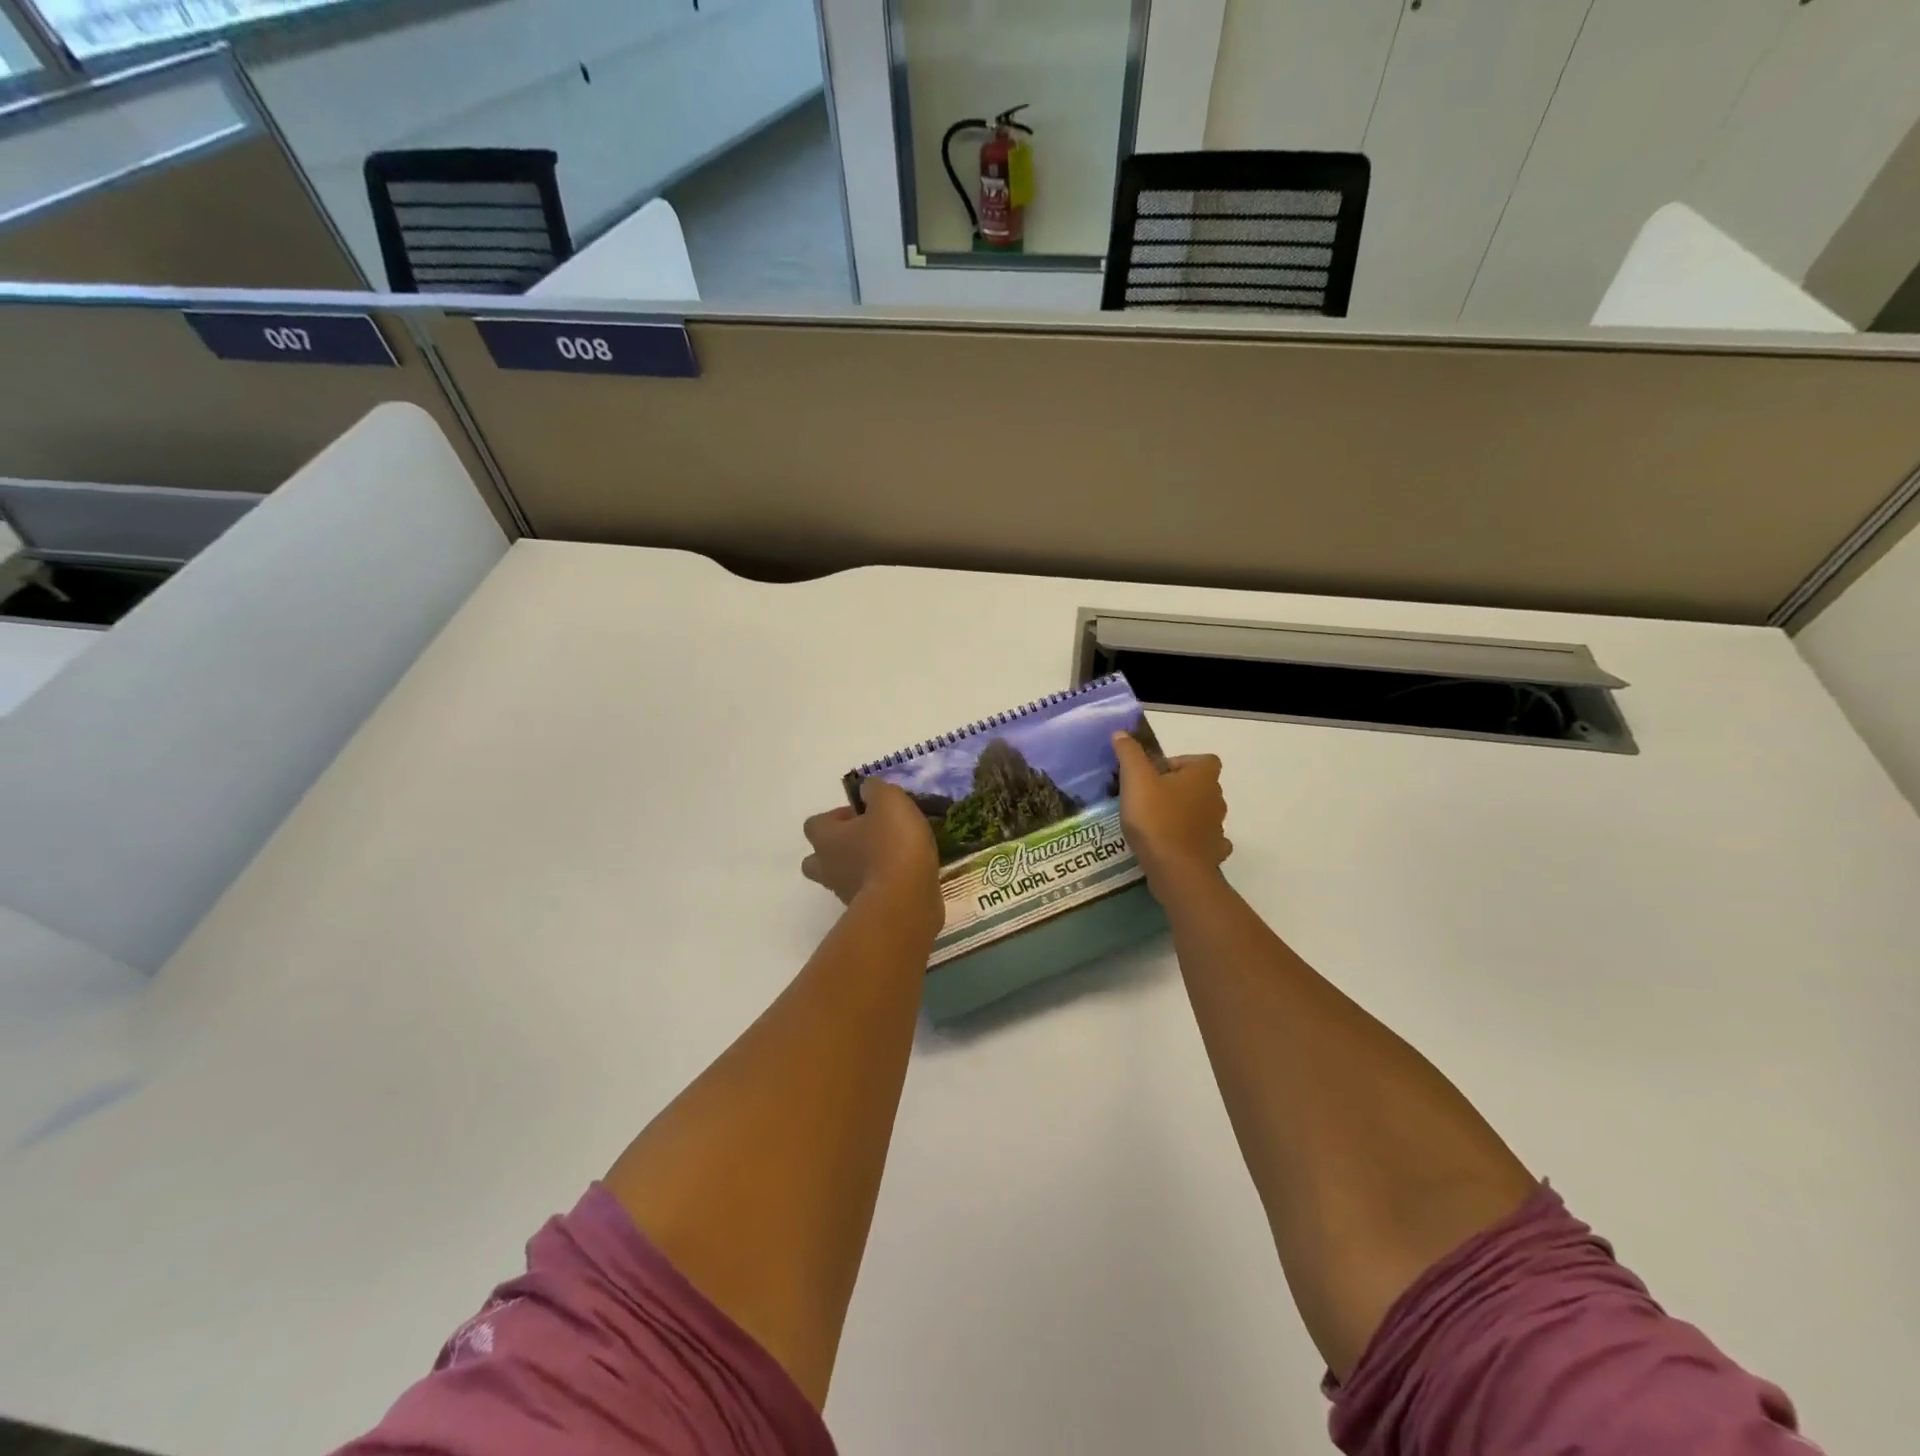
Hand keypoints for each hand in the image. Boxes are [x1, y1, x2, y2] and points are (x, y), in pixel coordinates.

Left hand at [802, 778, 941, 920]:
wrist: (905, 903)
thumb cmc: (892, 845)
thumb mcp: (889, 801)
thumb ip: (876, 790)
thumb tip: (867, 790)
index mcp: (827, 839)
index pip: (814, 824)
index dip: (835, 817)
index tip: (863, 814)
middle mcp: (828, 868)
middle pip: (818, 858)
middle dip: (838, 849)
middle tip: (869, 839)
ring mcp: (845, 895)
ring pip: (843, 878)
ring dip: (861, 868)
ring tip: (894, 858)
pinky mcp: (868, 914)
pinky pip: (868, 895)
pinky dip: (881, 886)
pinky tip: (906, 877)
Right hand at [1112, 732, 1231, 895]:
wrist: (1176, 870)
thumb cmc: (1157, 819)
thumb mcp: (1136, 780)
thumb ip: (1129, 754)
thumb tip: (1121, 733)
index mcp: (1202, 777)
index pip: (1203, 760)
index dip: (1182, 763)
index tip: (1156, 774)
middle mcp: (1216, 799)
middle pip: (1200, 786)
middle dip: (1178, 789)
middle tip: (1149, 798)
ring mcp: (1217, 828)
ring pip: (1202, 814)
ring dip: (1185, 815)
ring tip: (1155, 824)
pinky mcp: (1213, 853)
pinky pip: (1204, 842)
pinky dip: (1192, 841)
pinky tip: (1173, 846)